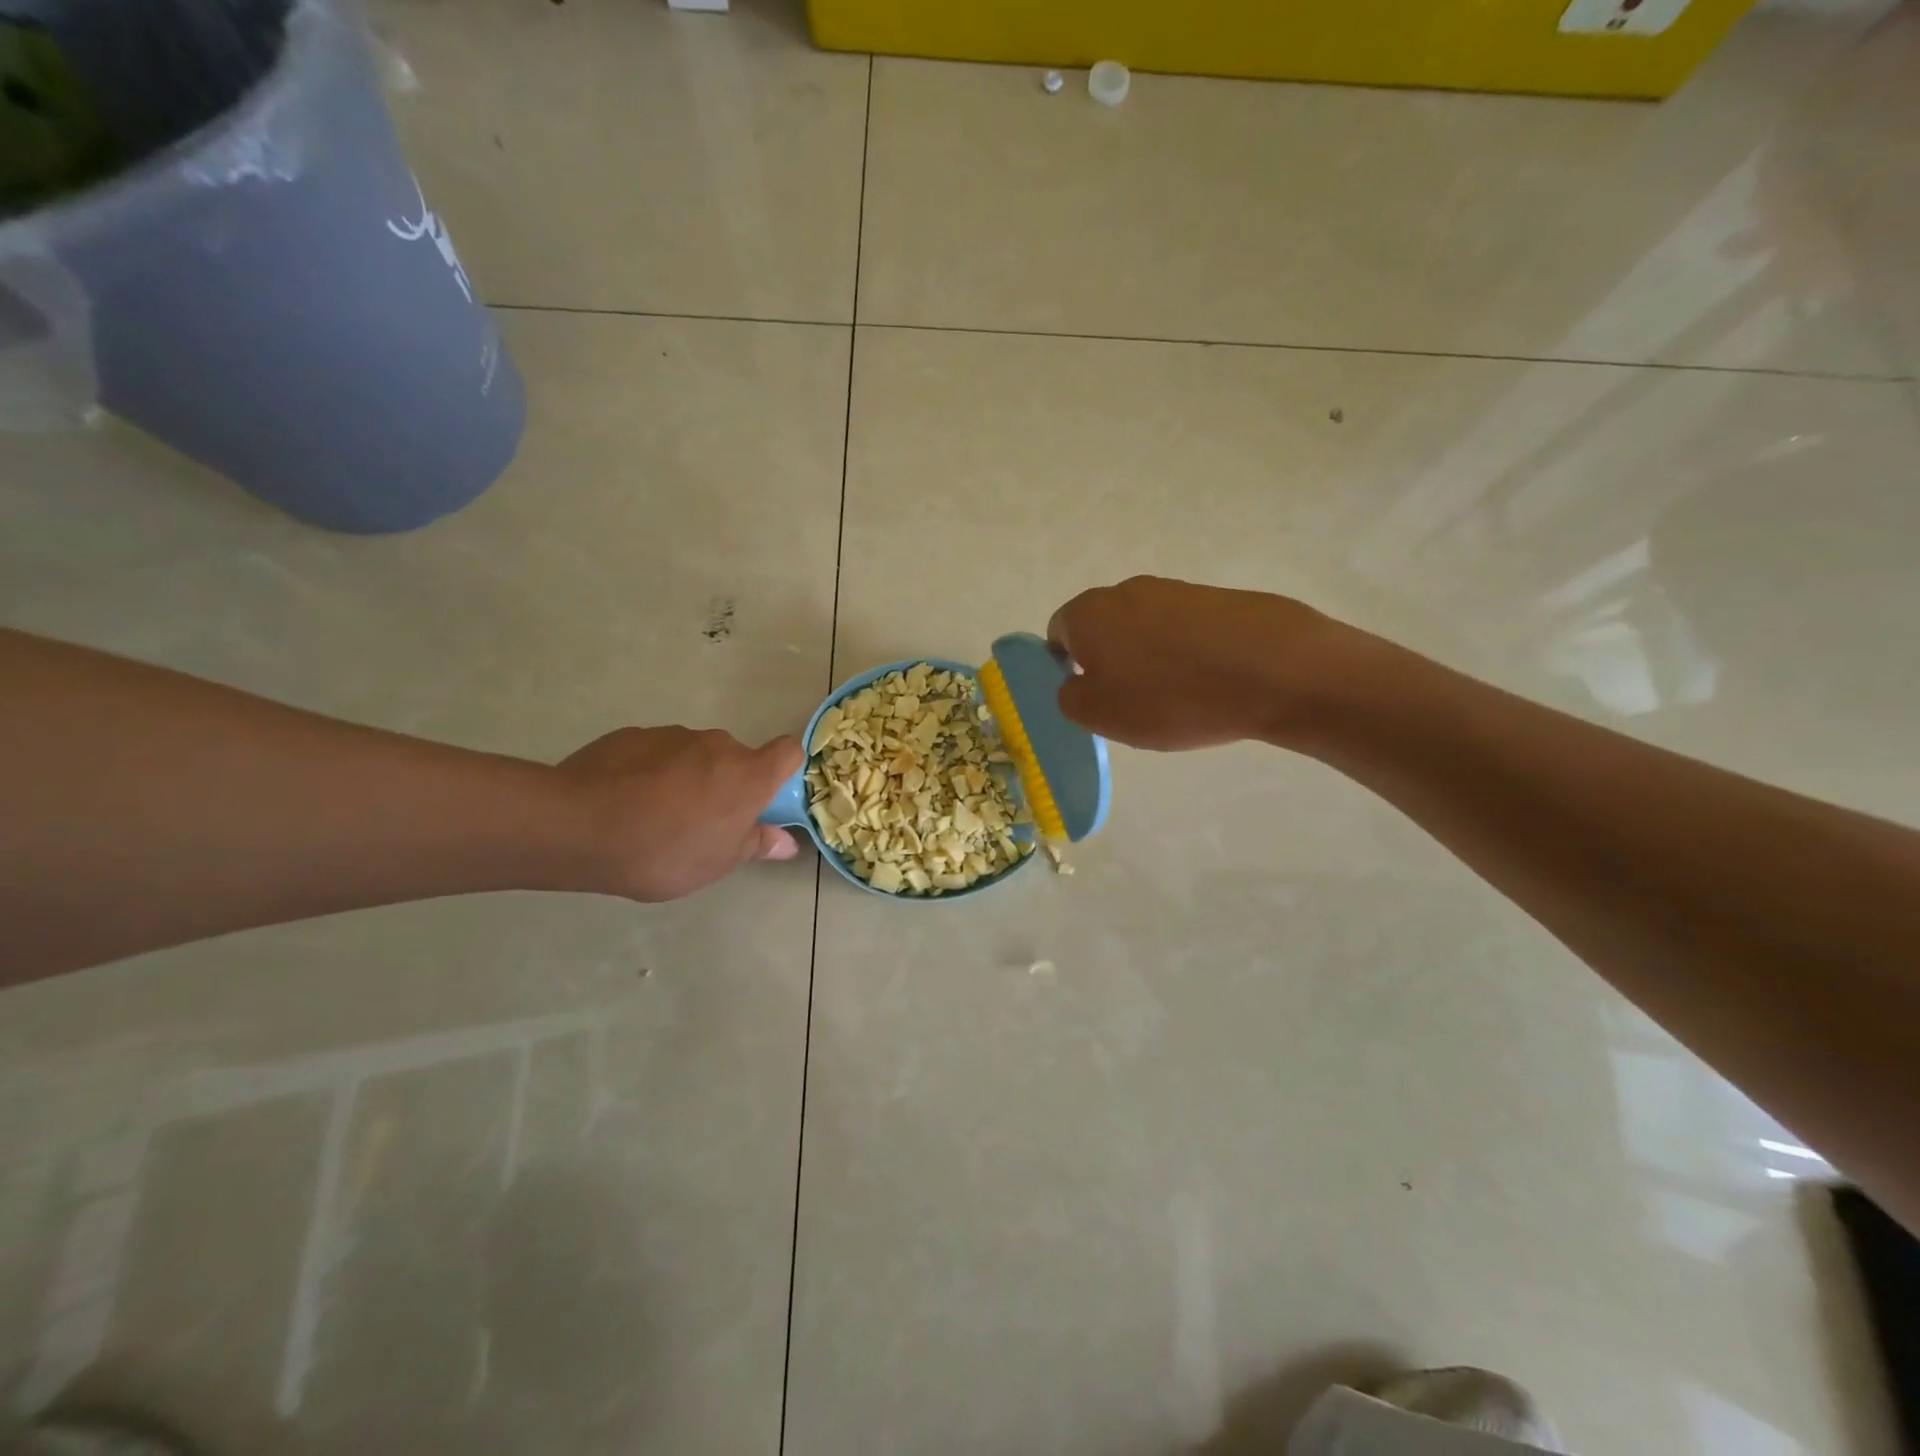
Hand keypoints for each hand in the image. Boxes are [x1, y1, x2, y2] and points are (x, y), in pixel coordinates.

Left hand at [557, 726, 802, 900]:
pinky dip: (651, 771)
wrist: (579, 826)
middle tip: (703, 820)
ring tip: (656, 814)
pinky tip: (626, 801)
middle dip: (726, 782)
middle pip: (736, 757)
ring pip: (695, 754)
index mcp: (748, 775)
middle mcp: (717, 745)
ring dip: (689, 776)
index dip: (783, 770)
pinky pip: (656, 753)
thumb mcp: (716, 863)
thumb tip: (787, 842)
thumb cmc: (664, 851)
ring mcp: (673, 735)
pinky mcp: (633, 735)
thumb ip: (755, 844)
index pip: (788, 752)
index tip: (765, 797)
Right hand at [1047, 576, 1370, 750]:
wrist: (1271, 670)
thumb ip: (1069, 698)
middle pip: (1104, 627)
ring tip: (1177, 697)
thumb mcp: (1099, 714)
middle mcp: (1126, 591)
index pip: (1058, 633)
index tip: (1091, 696)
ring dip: (1150, 658)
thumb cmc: (1168, 696)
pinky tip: (1209, 683)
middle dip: (1110, 661)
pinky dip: (1188, 654)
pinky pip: (1186, 631)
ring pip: (1145, 628)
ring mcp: (1176, 590)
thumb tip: (1074, 684)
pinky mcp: (1218, 599)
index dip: (1066, 666)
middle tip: (1131, 702)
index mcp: (1088, 612)